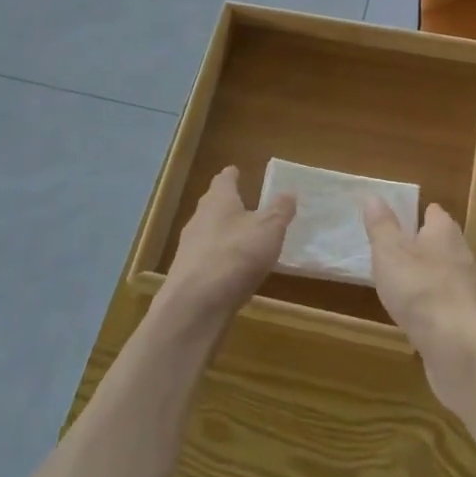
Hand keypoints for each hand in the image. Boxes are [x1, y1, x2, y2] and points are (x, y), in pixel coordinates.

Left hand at [159, 167, 295, 328]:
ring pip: (207, 231)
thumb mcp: (269, 229)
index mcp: (218, 200)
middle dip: (225, 202)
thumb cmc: (236, 255)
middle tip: (242, 202)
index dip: (232, 175)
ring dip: (221, 231)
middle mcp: (199, 218)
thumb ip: (280, 210)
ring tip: (240, 237)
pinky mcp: (186, 274)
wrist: (195, 305)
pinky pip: (205, 257)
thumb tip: (288, 192)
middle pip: (212, 204)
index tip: (236, 171)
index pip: (224, 179)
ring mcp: (189, 247)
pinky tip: (230, 269)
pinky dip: (218, 257)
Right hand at [363, 199, 475, 409]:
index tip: (396, 220)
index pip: (433, 212)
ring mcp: (469, 287)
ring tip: (403, 284)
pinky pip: (448, 301)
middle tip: (395, 252)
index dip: (416, 214)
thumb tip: (373, 197)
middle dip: (422, 245)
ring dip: (428, 276)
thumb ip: (381, 225)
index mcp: (444, 231)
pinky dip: (434, 304)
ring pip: (446, 272)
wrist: (456, 345)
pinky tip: (418, 315)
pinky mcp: (469, 317)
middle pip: (441, 241)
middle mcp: (462, 253)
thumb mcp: (389, 252)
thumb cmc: (419, 288)